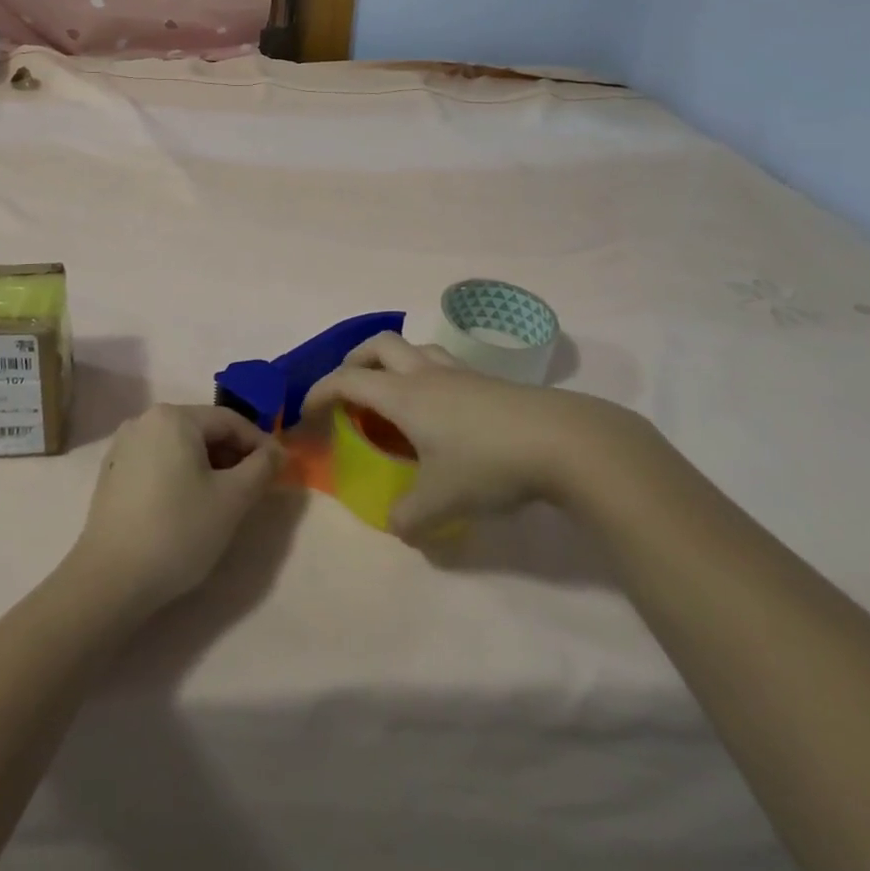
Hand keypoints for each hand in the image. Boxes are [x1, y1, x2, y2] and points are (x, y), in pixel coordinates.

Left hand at [69, 404, 281, 617]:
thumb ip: (261, 468)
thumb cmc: (178, 531)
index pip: (229, 420)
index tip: (278, 470)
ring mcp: (124, 446)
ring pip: (180, 447)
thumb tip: (277, 451)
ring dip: (208, 467)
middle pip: (203, 430)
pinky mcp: (112, 472)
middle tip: (252, 489)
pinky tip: (187, 507)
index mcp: (174, 417)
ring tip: (224, 501)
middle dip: (232, 455)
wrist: (110, 580)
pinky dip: (180, 475)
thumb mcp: (232, 499)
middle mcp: (145, 420)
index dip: (259, 443)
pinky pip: (158, 462)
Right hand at [306, 333, 662, 539]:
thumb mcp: (442, 503)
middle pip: (379, 344)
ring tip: (394, 394)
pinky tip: (442, 412)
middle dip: (355, 360)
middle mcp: (426, 374)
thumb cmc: (489, 464)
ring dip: (394, 362)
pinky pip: (444, 366)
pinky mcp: (490, 382)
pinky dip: (427, 377)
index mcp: (403, 395)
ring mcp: (461, 374)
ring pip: (415, 348)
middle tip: (349, 388)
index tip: (306, 411)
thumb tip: (397, 526)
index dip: (320, 391)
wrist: (564, 441)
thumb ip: (409, 518)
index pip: (347, 380)